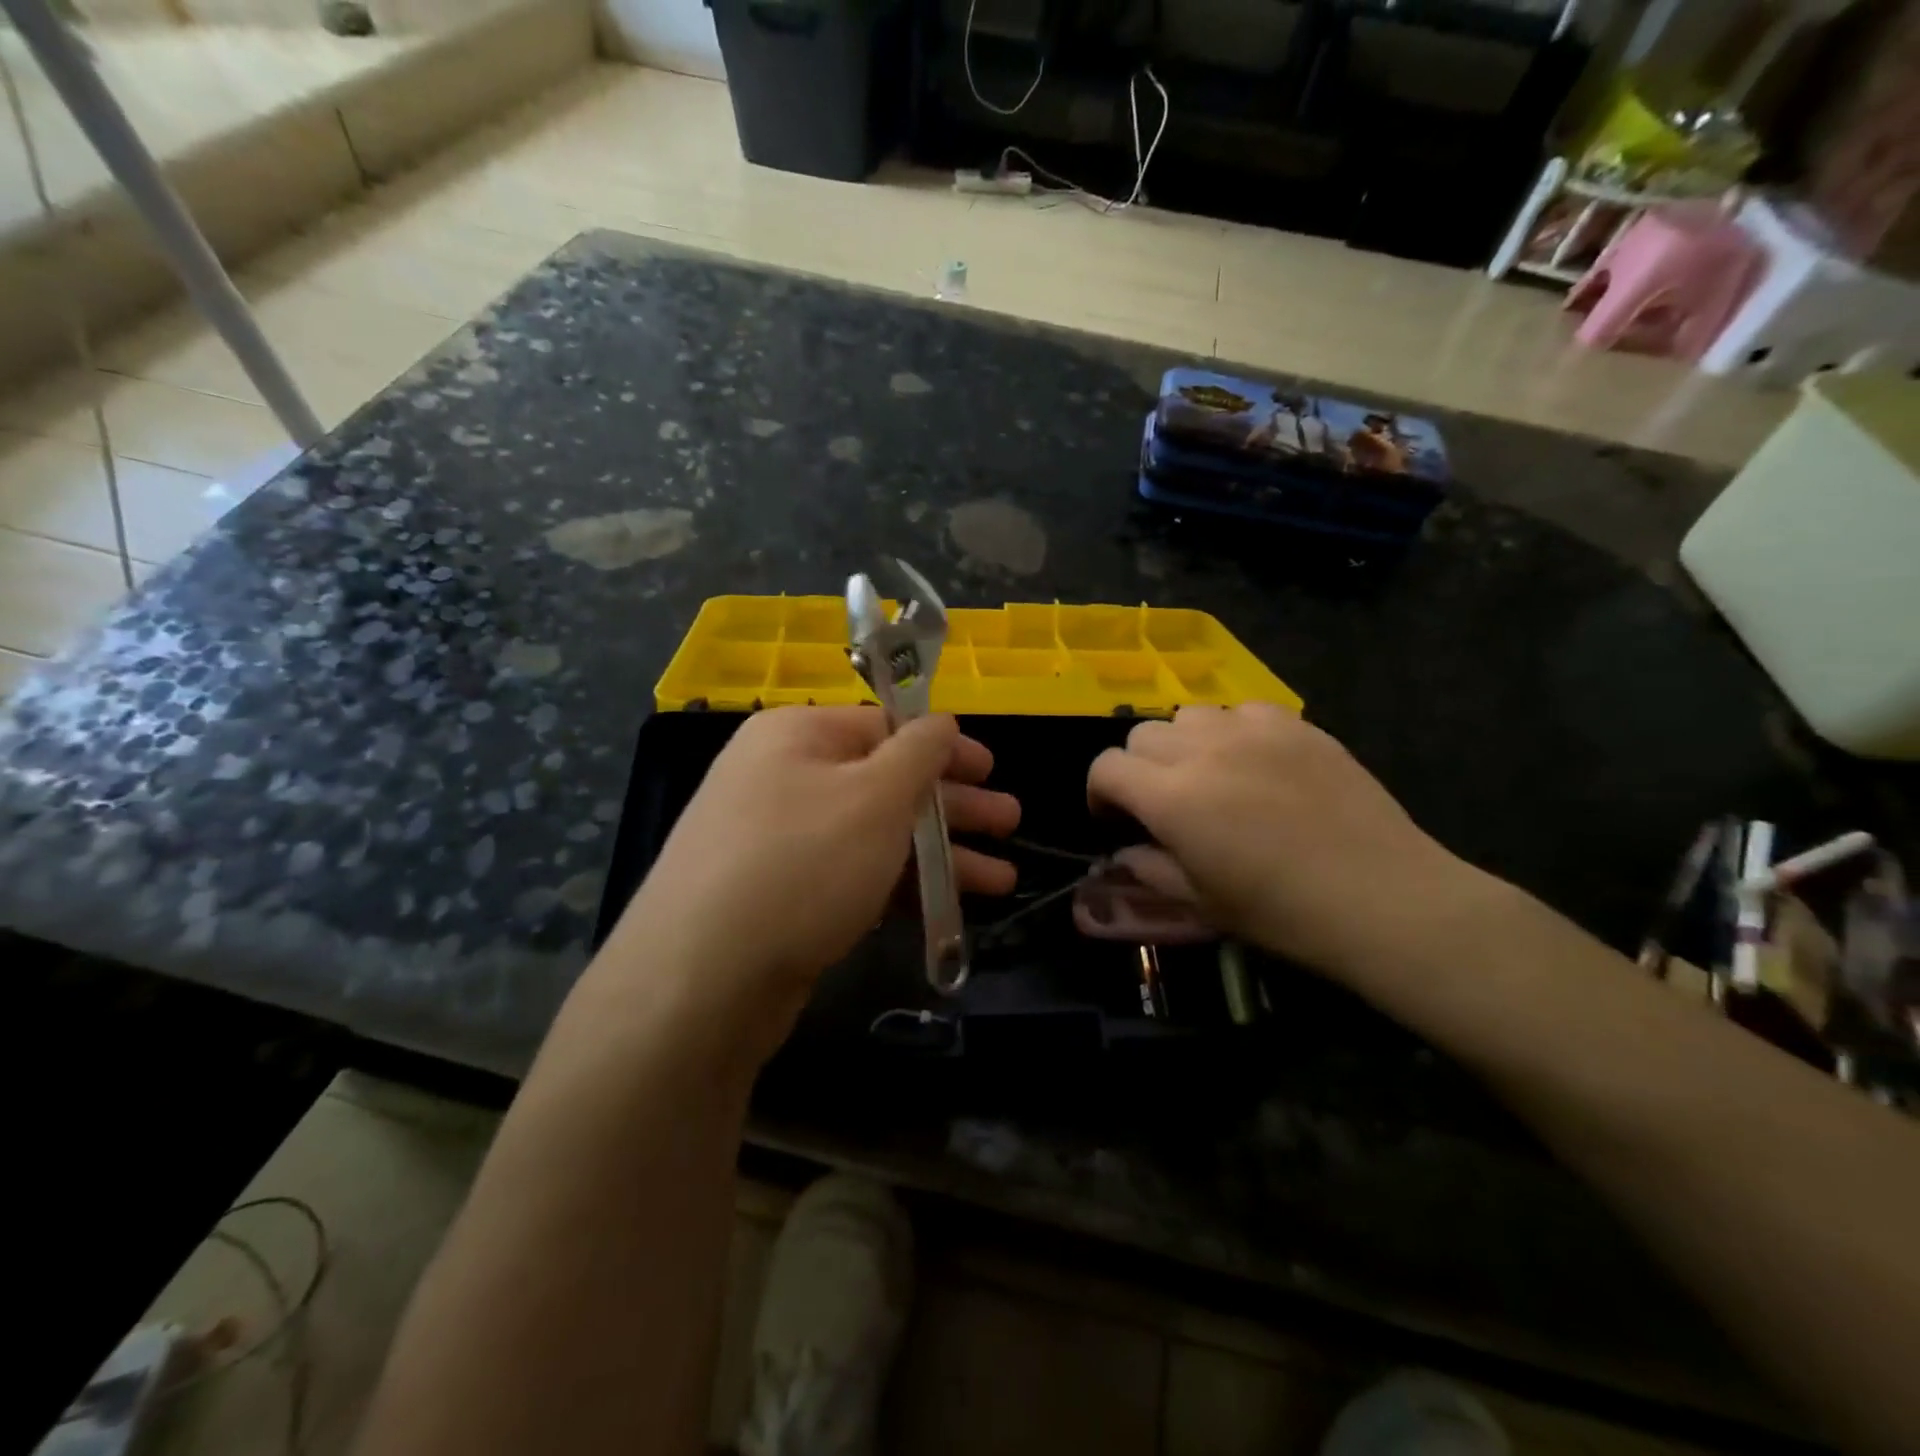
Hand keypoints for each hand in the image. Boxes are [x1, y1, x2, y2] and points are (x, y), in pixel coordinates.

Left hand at [601, 707, 1017, 1062]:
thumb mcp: (875, 796)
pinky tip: (945, 908)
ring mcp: (778, 841)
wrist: (699, 981)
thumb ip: (919, 752)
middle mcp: (782, 778)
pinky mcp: (781, 897)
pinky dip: (899, 887)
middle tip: (1010, 824)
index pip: (884, 725)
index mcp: (798, 735)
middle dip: (952, 807)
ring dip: (939, 855)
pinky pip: (853, 875)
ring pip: (875, 835)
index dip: (943, 746)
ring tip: (1000, 879)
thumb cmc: (802, 864)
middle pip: (885, 782)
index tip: (991, 769)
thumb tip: (939, 720)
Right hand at [1087, 704, 1483, 980]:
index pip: (1106, 767)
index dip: (1100, 793)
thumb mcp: (1201, 902)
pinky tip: (1256, 762)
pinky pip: (1243, 710)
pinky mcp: (1297, 725)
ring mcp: (1253, 731)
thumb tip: (1127, 851)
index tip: (1116, 820)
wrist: (1383, 898)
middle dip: (1139, 768)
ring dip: (1184, 744)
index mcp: (1172, 798)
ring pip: (1190, 715)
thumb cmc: (1283, 912)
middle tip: (1163, 802)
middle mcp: (1203, 751)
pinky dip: (1233, 731)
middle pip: (1142, 734)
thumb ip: (1150, 869)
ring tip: (1209, 775)